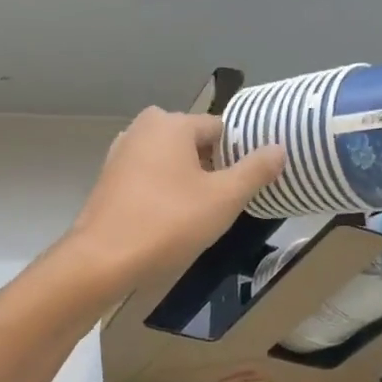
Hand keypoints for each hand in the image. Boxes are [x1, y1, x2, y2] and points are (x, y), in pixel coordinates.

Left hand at [65, 108, 284, 290]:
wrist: (103, 259)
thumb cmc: (168, 222)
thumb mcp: (224, 199)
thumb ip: (255, 170)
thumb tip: (278, 147)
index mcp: (172, 123)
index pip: (220, 129)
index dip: (239, 154)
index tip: (249, 184)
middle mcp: (144, 127)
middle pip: (194, 142)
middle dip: (212, 167)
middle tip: (225, 202)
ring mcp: (122, 151)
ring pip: (170, 159)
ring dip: (187, 180)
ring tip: (200, 214)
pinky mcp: (109, 177)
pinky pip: (149, 175)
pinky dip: (163, 189)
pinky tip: (169, 218)